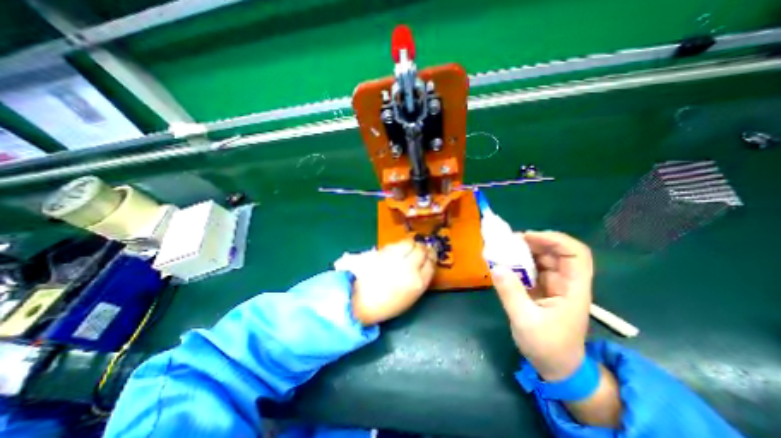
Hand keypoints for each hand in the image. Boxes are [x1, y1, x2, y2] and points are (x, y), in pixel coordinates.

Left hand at [351, 239, 435, 325]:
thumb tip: (424, 262)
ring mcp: (394, 258)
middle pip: (421, 250)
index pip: (431, 262)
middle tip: (420, 249)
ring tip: (408, 248)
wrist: (360, 302)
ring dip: (411, 244)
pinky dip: (399, 245)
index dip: (431, 256)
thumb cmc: (388, 304)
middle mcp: (408, 267)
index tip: (430, 253)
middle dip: (422, 248)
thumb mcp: (411, 296)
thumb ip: (420, 278)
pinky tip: (397, 250)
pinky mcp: (382, 252)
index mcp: (418, 282)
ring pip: (409, 243)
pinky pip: (395, 244)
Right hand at [490, 232, 595, 379]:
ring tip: (504, 248)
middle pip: (557, 252)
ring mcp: (554, 284)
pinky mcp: (542, 288)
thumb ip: (511, 293)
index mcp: (573, 289)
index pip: (576, 254)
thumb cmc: (547, 347)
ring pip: (543, 258)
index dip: (555, 240)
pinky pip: (532, 268)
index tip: (528, 237)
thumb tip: (496, 267)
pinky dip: (519, 261)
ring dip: (525, 250)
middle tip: (509, 241)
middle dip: (535, 242)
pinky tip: (505, 262)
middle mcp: (566, 282)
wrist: (556, 367)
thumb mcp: (525, 321)